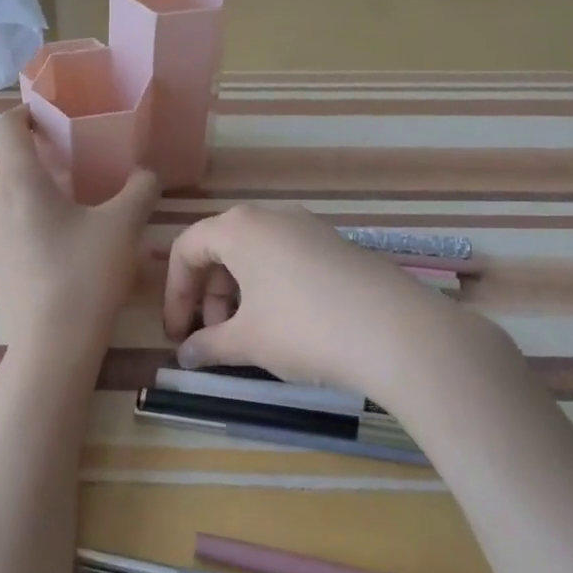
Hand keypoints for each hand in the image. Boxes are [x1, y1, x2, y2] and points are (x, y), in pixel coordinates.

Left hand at [0, 109, 158, 354]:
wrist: (52, 343)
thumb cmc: (85, 275)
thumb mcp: (123, 227)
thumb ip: (139, 190)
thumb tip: (146, 173)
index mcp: (20, 183)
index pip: (5, 129)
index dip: (22, 113)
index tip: (46, 115)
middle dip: (12, 142)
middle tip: (49, 146)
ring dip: (8, 175)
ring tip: (48, 184)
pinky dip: (11, 205)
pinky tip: (45, 225)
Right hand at [162, 205, 479, 400]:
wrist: (398, 332)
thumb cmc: (304, 329)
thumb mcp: (247, 341)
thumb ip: (208, 346)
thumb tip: (186, 356)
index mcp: (238, 227)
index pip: (186, 249)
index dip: (174, 294)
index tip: (177, 335)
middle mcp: (271, 216)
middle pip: (220, 249)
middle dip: (208, 297)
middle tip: (213, 340)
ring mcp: (308, 227)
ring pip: (254, 255)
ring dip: (238, 295)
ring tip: (248, 338)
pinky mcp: (336, 245)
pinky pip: (286, 260)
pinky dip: (270, 289)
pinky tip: (284, 326)